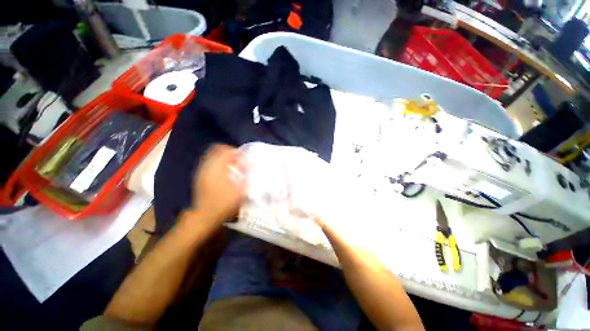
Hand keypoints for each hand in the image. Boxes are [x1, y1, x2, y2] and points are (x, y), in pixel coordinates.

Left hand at [190, 144, 246, 223]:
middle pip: (217, 149)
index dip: (236, 151)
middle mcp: (208, 166)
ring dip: (223, 156)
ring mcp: (202, 170)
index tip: (244, 158)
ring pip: (212, 154)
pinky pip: (209, 161)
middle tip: (238, 159)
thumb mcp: (240, 190)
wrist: (205, 215)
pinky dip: (218, 162)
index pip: (226, 150)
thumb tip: (251, 163)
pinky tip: (224, 171)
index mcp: (218, 168)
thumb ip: (245, 174)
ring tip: (232, 164)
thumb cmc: (224, 203)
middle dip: (229, 151)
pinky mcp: (200, 175)